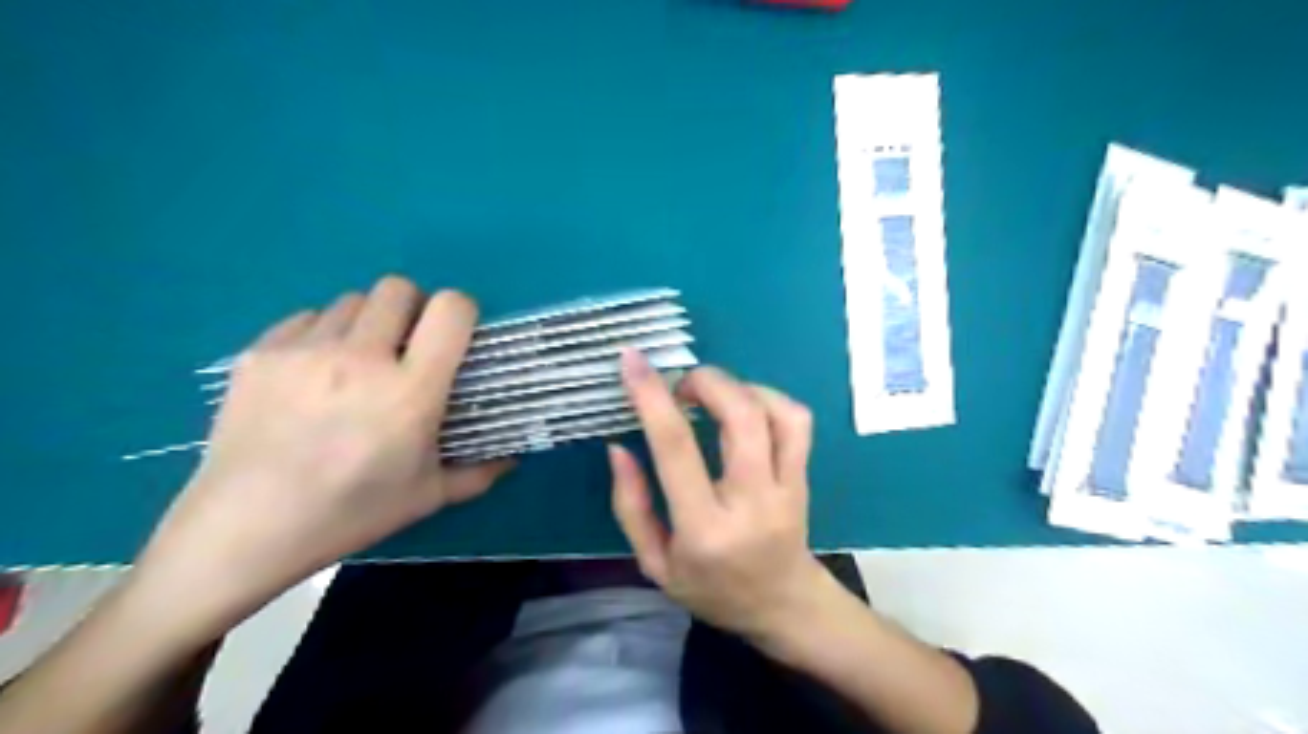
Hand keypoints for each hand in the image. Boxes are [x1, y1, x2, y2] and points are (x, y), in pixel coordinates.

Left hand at [131, 279, 509, 634]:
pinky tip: (313, 375)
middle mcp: (361, 357)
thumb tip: (512, 460)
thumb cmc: (350, 514)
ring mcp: (305, 350)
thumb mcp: (427, 497)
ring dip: (366, 323)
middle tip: (406, 347)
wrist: (244, 530)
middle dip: (412, 309)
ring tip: (356, 363)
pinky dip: (322, 335)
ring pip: (351, 300)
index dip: (460, 311)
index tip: (455, 335)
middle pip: (397, 288)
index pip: (450, 309)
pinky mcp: (260, 353)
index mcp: (411, 390)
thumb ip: (478, 473)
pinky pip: (307, 318)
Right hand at [609, 352, 832, 643]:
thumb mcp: (654, 562)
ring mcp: (787, 488)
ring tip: (712, 393)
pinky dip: (769, 398)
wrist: (783, 606)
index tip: (632, 361)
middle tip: (681, 384)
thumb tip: (619, 447)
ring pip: (778, 412)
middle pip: (741, 417)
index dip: (652, 396)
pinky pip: (797, 422)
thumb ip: (631, 505)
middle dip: (707, 381)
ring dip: (739, 386)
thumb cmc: (710, 589)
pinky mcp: (805, 477)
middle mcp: (752, 503)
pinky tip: (745, 406)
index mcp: (704, 529)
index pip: (676, 448)